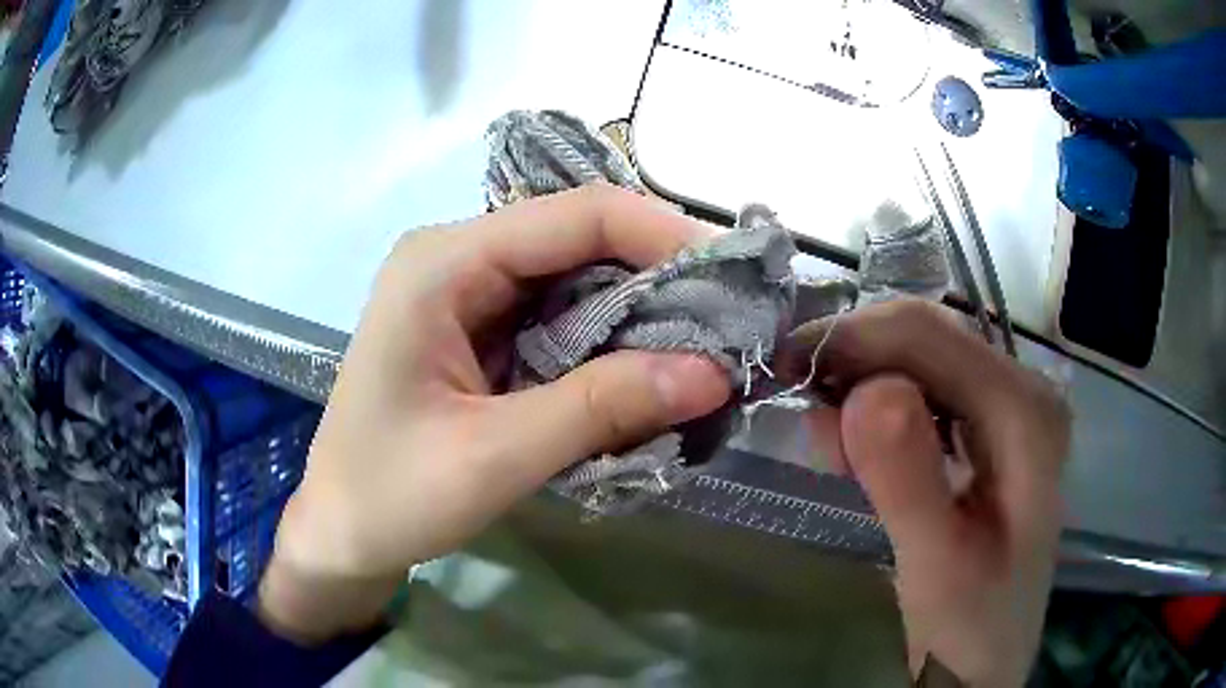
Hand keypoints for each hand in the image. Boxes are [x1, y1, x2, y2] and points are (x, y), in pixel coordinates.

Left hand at [258, 185, 730, 642]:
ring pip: (576, 277)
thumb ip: (603, 407)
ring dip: (640, 311)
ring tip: (705, 347)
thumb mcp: (496, 456)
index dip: (662, 234)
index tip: (734, 276)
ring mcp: (466, 291)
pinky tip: (647, 368)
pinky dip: (609, 340)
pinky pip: (559, 314)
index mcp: (443, 264)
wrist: (341, 532)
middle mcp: (456, 257)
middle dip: (659, 276)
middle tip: (731, 321)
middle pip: (580, 239)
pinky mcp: (479, 327)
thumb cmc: (391, 496)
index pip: (575, 215)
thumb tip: (714, 373)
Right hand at [789, 299, 1069, 685]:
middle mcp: (1024, 387)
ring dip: (864, 385)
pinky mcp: (991, 421)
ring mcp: (1009, 401)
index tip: (784, 371)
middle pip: (926, 336)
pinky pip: (926, 386)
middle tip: (802, 409)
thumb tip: (864, 392)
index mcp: (1024, 413)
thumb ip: (909, 482)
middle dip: (855, 360)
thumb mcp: (936, 569)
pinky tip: (863, 451)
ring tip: (834, 449)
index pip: (929, 336)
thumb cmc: (970, 622)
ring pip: (922, 356)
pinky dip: (881, 407)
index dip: (851, 338)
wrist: (991, 649)